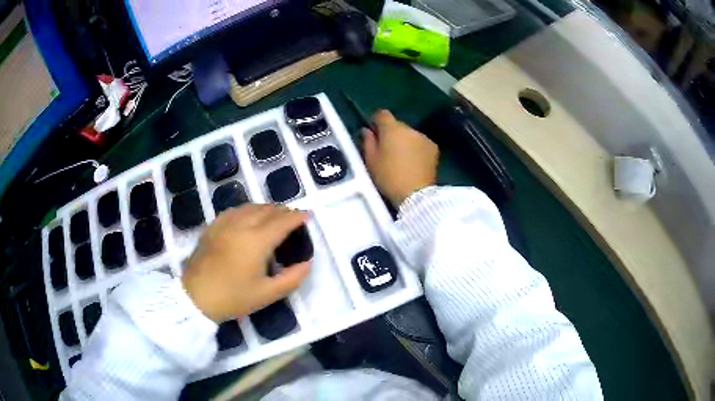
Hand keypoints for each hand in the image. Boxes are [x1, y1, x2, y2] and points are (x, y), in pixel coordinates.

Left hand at [182, 204, 310, 322]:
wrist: (195, 297)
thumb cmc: (233, 297)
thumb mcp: (267, 294)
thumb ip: (292, 278)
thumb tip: (308, 263)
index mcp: (256, 241)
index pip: (282, 221)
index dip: (297, 216)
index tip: (307, 215)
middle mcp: (241, 225)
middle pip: (267, 209)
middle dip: (283, 211)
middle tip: (293, 219)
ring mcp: (224, 224)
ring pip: (250, 206)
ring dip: (266, 208)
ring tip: (274, 217)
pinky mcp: (212, 227)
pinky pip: (234, 210)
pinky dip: (247, 210)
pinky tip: (248, 218)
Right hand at [362, 110, 438, 206]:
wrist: (416, 194)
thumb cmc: (389, 178)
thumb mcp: (371, 161)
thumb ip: (368, 142)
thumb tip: (367, 130)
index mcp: (391, 129)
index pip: (382, 114)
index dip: (376, 121)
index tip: (373, 132)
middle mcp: (409, 128)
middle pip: (397, 125)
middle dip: (391, 133)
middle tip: (386, 149)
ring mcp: (423, 137)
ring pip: (410, 134)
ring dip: (405, 141)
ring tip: (401, 158)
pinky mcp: (433, 148)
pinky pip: (420, 143)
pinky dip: (416, 148)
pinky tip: (413, 162)